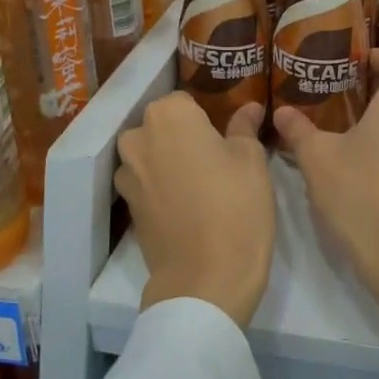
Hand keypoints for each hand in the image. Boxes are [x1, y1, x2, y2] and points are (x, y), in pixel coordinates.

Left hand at [116, 95, 273, 326]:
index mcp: (169, 116)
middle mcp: (138, 138)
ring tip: (203, 184)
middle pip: (163, 126)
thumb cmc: (236, 206)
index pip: (186, 101)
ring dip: (171, 161)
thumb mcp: (252, 160)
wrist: (205, 277)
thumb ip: (244, 127)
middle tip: (218, 158)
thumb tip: (249, 107)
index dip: (207, 116)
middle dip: (185, 137)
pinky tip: (189, 206)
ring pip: (152, 154)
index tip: (226, 135)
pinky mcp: (128, 206)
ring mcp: (127, 174)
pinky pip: (147, 183)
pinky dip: (163, 188)